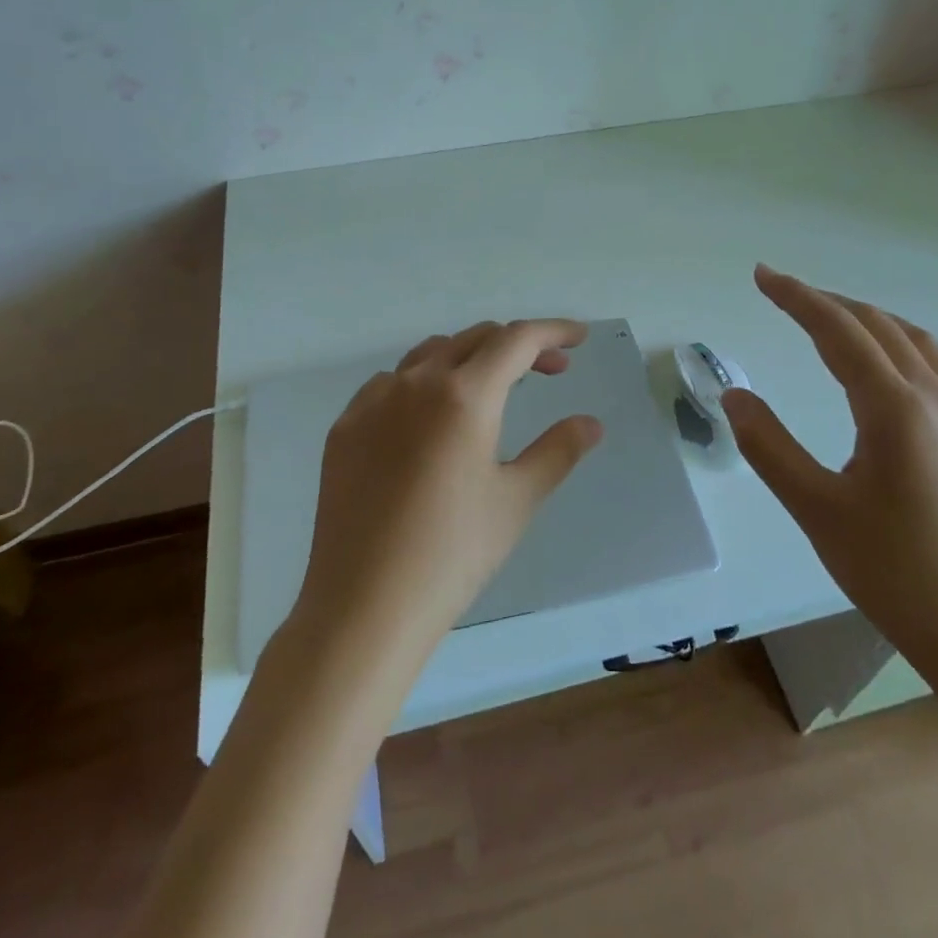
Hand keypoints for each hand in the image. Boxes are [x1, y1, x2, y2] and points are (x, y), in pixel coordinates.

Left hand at [292, 319, 603, 661]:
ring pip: (430, 354)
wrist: (364, 605)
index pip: (517, 340)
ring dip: (470, 358)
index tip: (579, 337)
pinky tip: (431, 418)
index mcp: (464, 394)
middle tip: (548, 372)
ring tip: (492, 389)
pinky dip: (424, 383)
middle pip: (475, 339)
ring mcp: (374, 401)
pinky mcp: (346, 426)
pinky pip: (392, 383)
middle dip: (517, 346)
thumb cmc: (453, 553)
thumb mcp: (517, 500)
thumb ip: (558, 450)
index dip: (553, 331)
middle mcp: (416, 382)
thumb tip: (591, 423)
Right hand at [723, 264, 937, 678]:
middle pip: (877, 327)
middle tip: (783, 293)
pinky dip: (908, 350)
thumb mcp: (816, 509)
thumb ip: (769, 446)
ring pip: (918, 344)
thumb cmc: (895, 573)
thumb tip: (734, 396)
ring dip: (870, 321)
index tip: (761, 276)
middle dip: (827, 302)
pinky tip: (897, 374)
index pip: (837, 331)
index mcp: (895, 408)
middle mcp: (937, 399)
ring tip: (834, 321)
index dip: (796, 297)